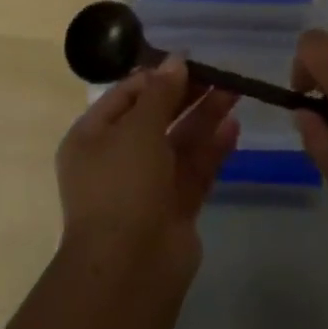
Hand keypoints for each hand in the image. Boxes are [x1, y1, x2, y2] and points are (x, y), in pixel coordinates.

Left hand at [56, 58, 239, 271]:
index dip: (157, 75)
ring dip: (204, 116)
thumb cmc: (123, 185)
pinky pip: (194, 168)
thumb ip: (161, 91)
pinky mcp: (174, 208)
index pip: (126, 95)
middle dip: (186, 94)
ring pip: (179, 141)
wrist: (130, 270)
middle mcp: (117, 159)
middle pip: (156, 116)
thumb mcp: (138, 127)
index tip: (189, 59)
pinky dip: (212, 148)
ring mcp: (147, 185)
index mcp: (93, 137)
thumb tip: (177, 60)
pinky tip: (233, 127)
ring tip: (234, 90)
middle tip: (218, 72)